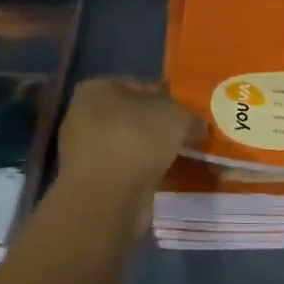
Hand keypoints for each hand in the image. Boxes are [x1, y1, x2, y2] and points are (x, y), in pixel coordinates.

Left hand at [55, 78, 200, 198]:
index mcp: (97, 90)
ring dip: (159, 154)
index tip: (191, 112)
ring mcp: (89, 152)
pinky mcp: (97, 183)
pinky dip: (151, 175)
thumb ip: (190, 115)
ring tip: (190, 160)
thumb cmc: (136, 140)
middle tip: (194, 137)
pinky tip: (174, 180)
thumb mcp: (175, 116)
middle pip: (137, 118)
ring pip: (135, 147)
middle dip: (165, 128)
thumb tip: (197, 126)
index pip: (139, 85)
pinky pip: (132, 171)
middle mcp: (86, 117)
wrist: (108, 197)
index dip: (168, 97)